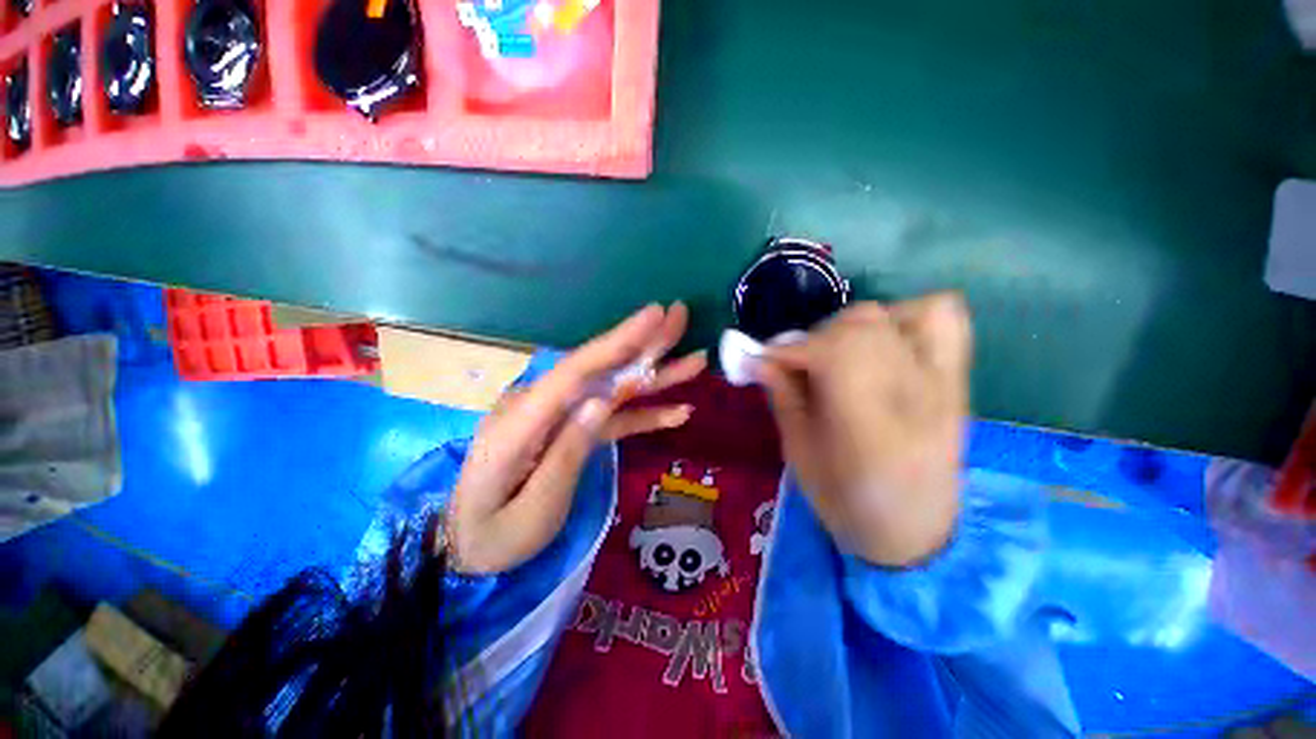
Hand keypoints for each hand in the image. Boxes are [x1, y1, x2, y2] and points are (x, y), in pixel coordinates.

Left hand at [447, 303, 705, 573]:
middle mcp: (541, 405)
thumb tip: (601, 402)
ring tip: (694, 361)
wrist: (467, 544)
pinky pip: (610, 416)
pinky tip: (676, 411)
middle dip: (642, 343)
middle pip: (598, 367)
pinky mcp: (571, 428)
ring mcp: (558, 416)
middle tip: (680, 316)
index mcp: (522, 421)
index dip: (619, 341)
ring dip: (653, 376)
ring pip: (612, 389)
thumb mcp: (534, 508)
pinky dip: (643, 413)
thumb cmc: (495, 535)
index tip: (655, 315)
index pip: (577, 369)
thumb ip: (567, 451)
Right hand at [756, 294, 971, 567]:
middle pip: (859, 325)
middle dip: (814, 338)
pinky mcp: (954, 378)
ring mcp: (941, 381)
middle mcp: (912, 393)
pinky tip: (883, 340)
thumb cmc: (847, 502)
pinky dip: (906, 316)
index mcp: (870, 424)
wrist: (916, 532)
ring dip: (852, 327)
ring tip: (837, 353)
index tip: (761, 360)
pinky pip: (942, 318)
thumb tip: (758, 359)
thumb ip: (782, 398)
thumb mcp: (799, 454)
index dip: (788, 349)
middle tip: (797, 365)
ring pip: (893, 315)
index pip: (830, 352)